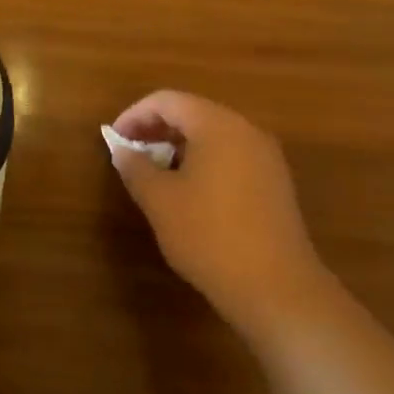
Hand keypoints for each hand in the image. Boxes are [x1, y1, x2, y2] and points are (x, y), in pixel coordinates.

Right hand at [109, 90, 329, 334]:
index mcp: (217, 125)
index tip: (114, 140)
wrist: (279, 292)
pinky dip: (203, 163)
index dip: (134, 115)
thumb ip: (135, 167)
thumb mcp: (159, 200)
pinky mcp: (275, 185)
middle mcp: (246, 131)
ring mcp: (266, 158)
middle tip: (130, 154)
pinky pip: (230, 157)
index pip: (167, 101)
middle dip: (156, 129)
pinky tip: (188, 193)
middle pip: (192, 114)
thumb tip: (123, 150)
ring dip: (178, 147)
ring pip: (212, 136)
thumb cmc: (210, 236)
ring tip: (154, 174)